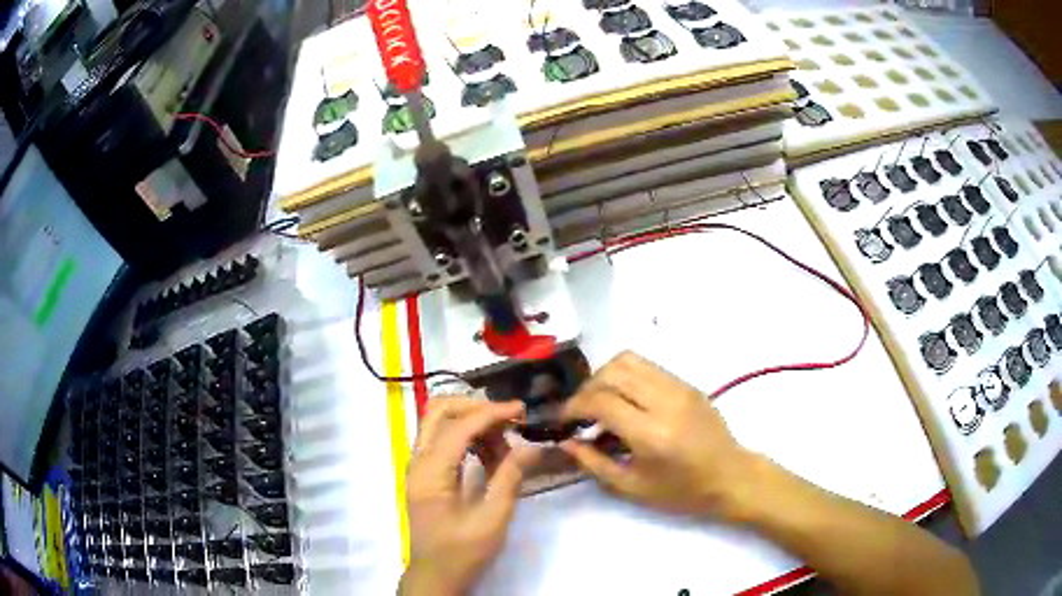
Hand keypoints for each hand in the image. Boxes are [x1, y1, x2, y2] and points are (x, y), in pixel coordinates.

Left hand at [400, 398, 540, 595]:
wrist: (436, 576)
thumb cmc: (462, 552)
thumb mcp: (492, 519)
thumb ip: (509, 479)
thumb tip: (530, 447)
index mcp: (430, 473)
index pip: (458, 427)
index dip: (491, 413)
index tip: (521, 410)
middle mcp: (418, 461)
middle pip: (438, 412)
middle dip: (474, 407)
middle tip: (507, 418)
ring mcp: (419, 467)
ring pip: (438, 423)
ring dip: (471, 421)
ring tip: (504, 440)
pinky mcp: (427, 474)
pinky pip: (444, 441)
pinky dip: (467, 438)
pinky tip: (492, 454)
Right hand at [560, 351, 757, 519]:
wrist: (731, 477)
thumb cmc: (682, 491)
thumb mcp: (632, 487)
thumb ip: (594, 463)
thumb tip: (566, 442)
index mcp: (652, 433)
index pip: (602, 400)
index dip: (574, 406)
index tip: (564, 420)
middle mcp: (665, 401)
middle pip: (613, 371)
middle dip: (587, 388)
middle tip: (580, 412)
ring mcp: (679, 387)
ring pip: (630, 360)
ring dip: (605, 376)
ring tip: (600, 401)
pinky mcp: (687, 383)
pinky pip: (648, 366)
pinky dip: (626, 376)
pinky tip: (625, 400)